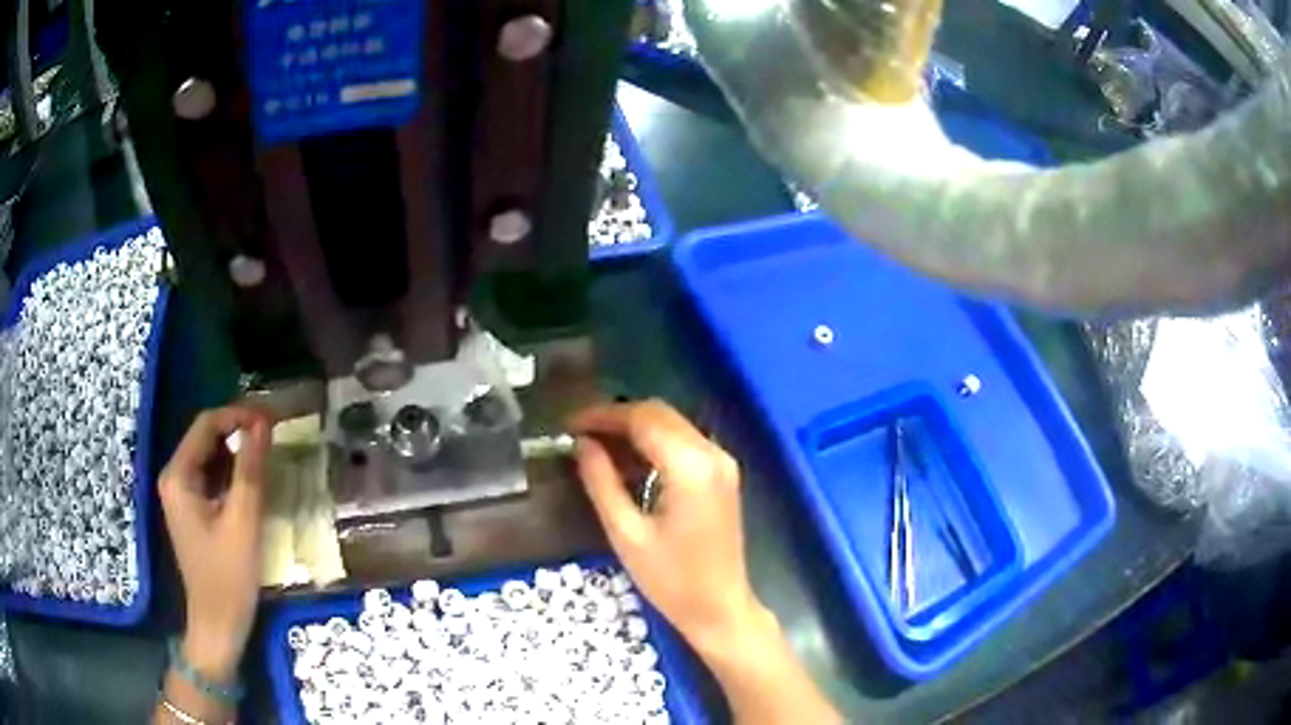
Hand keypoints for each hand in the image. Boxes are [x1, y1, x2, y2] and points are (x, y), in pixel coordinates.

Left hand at [158, 405, 271, 679]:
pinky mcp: (192, 511)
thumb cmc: (228, 576)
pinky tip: (253, 482)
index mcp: (178, 476)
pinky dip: (232, 474)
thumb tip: (264, 423)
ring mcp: (181, 496)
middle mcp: (174, 478)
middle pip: (206, 438)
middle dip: (239, 432)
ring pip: (210, 457)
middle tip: (274, 437)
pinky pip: (212, 478)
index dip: (238, 415)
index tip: (272, 421)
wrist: (218, 625)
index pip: (206, 425)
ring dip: (237, 453)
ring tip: (268, 456)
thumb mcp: (243, 521)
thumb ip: (251, 469)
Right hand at [569, 400, 762, 649]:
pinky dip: (653, 445)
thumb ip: (601, 482)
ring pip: (672, 425)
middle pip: (659, 414)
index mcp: (691, 467)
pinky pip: (683, 444)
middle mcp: (712, 454)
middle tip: (578, 436)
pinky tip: (627, 466)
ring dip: (634, 431)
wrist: (720, 608)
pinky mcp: (723, 475)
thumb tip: (580, 444)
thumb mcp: (626, 534)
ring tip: (595, 451)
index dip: (602, 416)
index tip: (568, 425)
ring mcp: (722, 463)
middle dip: (616, 419)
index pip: (642, 419)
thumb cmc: (671, 581)